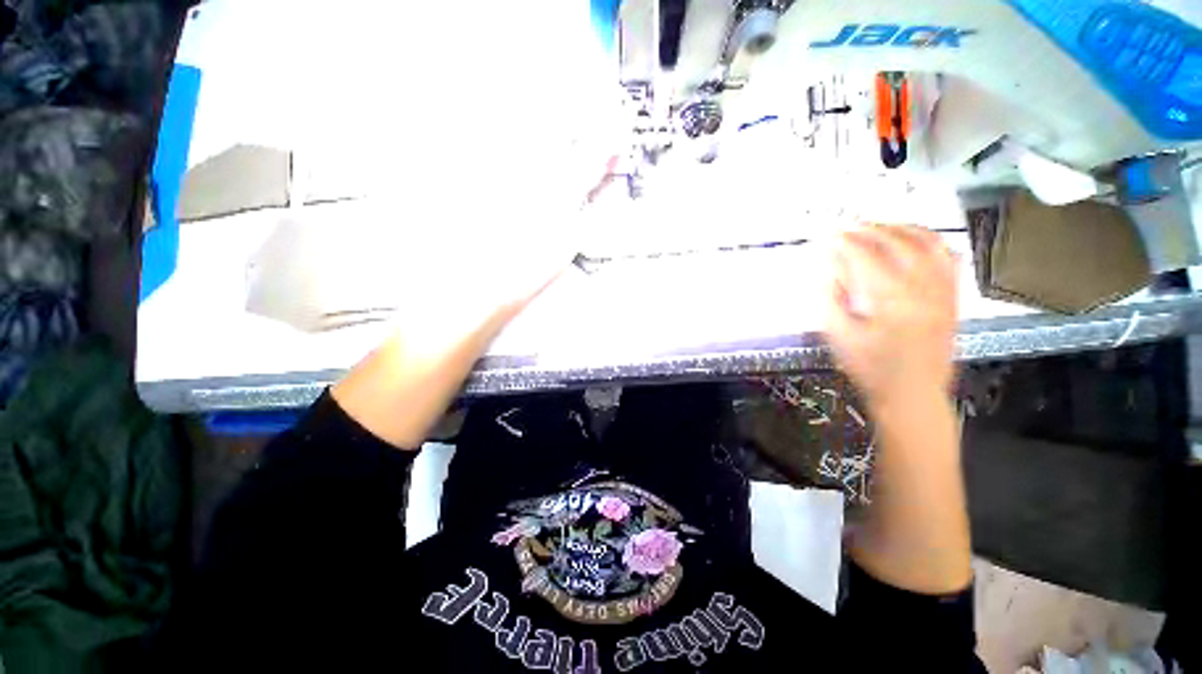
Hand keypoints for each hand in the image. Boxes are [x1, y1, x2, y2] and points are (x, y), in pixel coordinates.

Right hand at [824, 224, 957, 411]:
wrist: (912, 394)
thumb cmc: (869, 367)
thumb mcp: (838, 335)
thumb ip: (830, 299)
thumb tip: (827, 269)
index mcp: (889, 298)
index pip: (865, 257)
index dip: (845, 242)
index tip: (828, 236)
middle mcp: (922, 287)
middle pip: (898, 243)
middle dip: (871, 229)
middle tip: (850, 227)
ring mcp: (943, 291)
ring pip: (929, 244)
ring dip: (904, 229)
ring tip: (883, 226)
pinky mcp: (953, 298)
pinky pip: (950, 260)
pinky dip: (933, 243)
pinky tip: (918, 242)